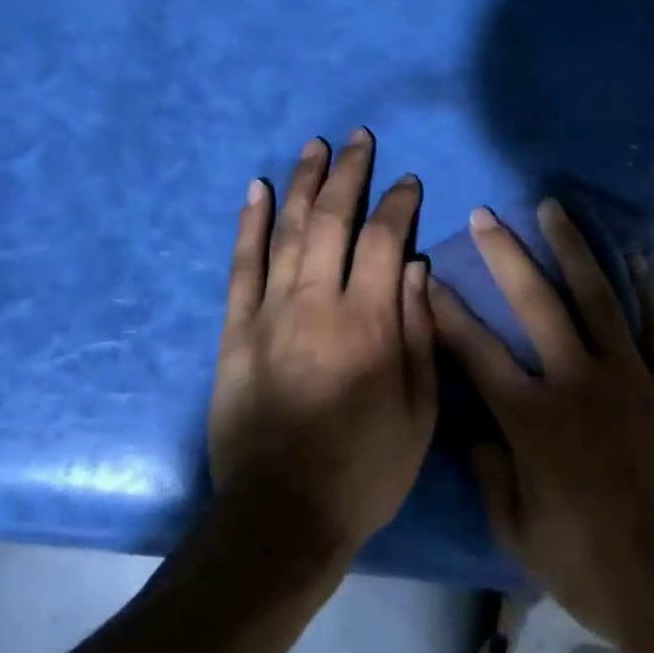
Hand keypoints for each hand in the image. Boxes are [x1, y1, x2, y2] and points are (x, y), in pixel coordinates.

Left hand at [209, 129, 437, 567]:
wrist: (280, 514)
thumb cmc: (363, 470)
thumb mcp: (418, 413)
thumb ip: (418, 334)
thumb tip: (417, 268)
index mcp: (368, 322)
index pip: (386, 240)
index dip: (398, 203)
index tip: (406, 181)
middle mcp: (317, 302)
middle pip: (331, 219)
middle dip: (348, 173)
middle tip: (358, 138)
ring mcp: (269, 311)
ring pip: (286, 229)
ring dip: (302, 182)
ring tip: (314, 146)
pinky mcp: (235, 328)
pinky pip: (241, 264)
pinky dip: (248, 222)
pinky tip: (256, 189)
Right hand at [432, 200, 653, 652]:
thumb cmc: (598, 572)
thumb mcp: (520, 536)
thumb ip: (490, 475)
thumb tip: (475, 429)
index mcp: (531, 420)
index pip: (475, 350)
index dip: (448, 310)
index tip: (430, 276)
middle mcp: (576, 382)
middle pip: (534, 302)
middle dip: (504, 254)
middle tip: (486, 216)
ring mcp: (631, 378)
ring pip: (596, 296)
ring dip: (571, 248)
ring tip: (553, 208)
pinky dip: (647, 287)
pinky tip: (634, 255)